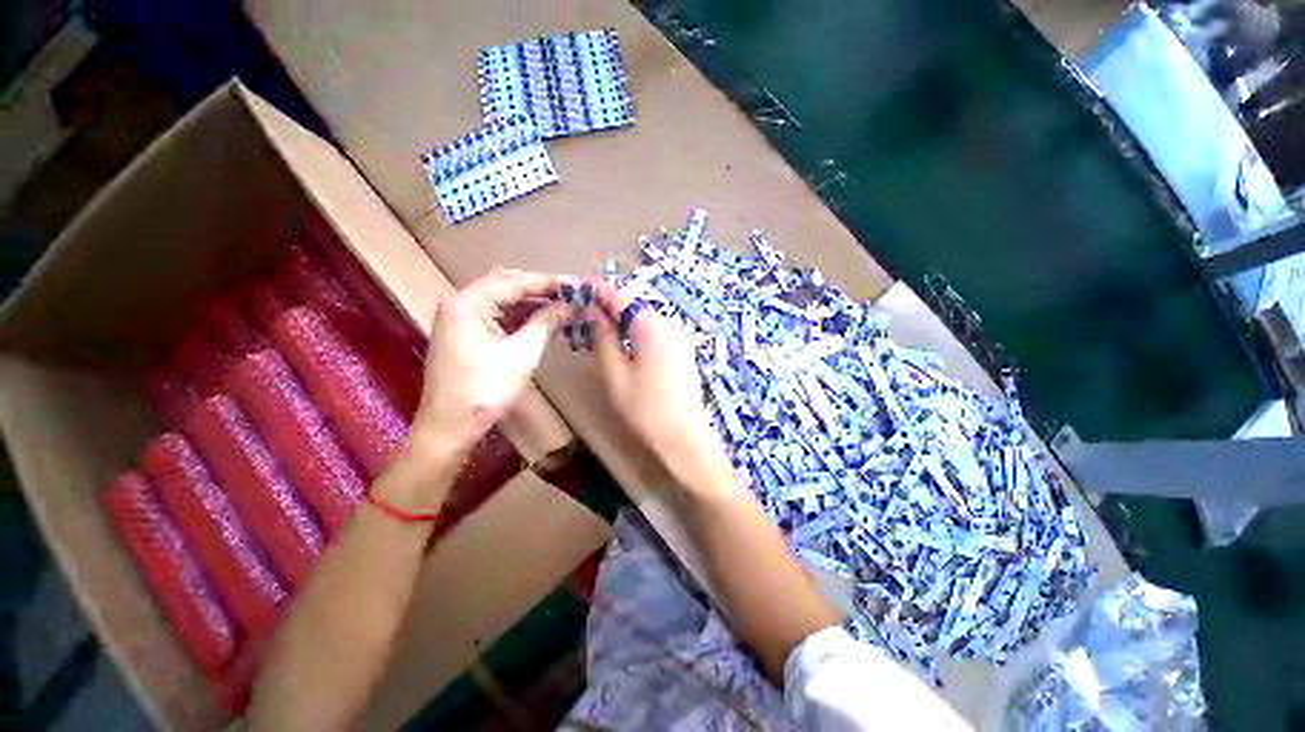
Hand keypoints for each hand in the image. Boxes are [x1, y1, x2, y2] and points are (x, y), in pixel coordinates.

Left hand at [410, 270, 572, 467]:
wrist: (450, 428)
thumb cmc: (484, 390)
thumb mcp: (522, 354)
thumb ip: (546, 323)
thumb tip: (571, 305)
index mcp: (468, 302)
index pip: (516, 282)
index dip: (550, 282)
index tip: (579, 284)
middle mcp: (461, 303)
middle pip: (508, 286)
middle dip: (542, 290)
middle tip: (573, 294)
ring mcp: (462, 319)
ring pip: (504, 301)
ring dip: (534, 304)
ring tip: (564, 306)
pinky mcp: (467, 335)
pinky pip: (499, 317)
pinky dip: (523, 318)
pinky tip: (545, 321)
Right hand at [591, 282, 732, 486]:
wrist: (685, 438)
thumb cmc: (645, 409)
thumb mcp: (615, 374)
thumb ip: (602, 338)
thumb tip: (591, 312)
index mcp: (651, 326)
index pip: (620, 297)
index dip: (597, 291)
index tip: (577, 287)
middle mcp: (669, 324)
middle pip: (633, 306)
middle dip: (607, 307)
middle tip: (582, 316)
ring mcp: (679, 337)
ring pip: (643, 320)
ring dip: (620, 322)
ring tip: (596, 331)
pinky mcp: (682, 351)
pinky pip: (654, 332)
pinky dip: (635, 333)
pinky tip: (621, 345)